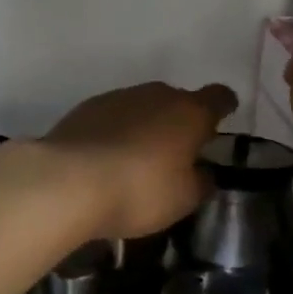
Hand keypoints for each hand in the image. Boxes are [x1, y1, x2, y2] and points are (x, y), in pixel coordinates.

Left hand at [43, 81, 238, 240]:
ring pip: (143, 106)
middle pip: (178, 100)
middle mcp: (156, 95)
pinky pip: (113, 117)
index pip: (218, 98)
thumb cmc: (140, 190)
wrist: (67, 182)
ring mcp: (118, 97)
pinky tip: (109, 158)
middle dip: (181, 121)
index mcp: (190, 112)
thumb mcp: (183, 199)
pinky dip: (117, 132)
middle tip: (179, 151)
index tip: (225, 115)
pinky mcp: (85, 109)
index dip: (224, 106)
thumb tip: (203, 172)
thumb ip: (201, 182)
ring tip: (140, 158)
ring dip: (147, 126)